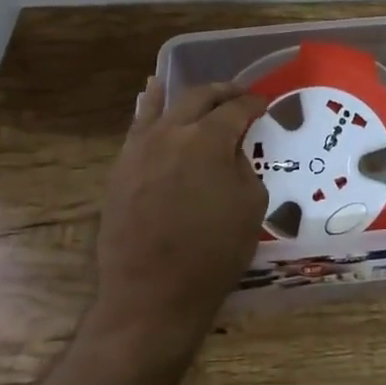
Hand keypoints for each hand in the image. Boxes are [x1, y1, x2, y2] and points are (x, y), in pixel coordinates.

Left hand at [92, 77, 269, 352]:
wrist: (152, 294)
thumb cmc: (212, 252)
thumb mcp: (250, 205)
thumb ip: (243, 166)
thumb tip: (230, 150)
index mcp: (208, 139)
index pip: (235, 109)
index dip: (253, 104)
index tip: (264, 105)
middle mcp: (172, 132)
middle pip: (199, 98)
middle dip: (223, 93)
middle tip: (239, 96)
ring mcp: (141, 148)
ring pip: (164, 106)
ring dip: (186, 96)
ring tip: (200, 91)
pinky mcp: (121, 167)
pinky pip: (137, 126)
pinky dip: (148, 107)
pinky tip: (151, 96)